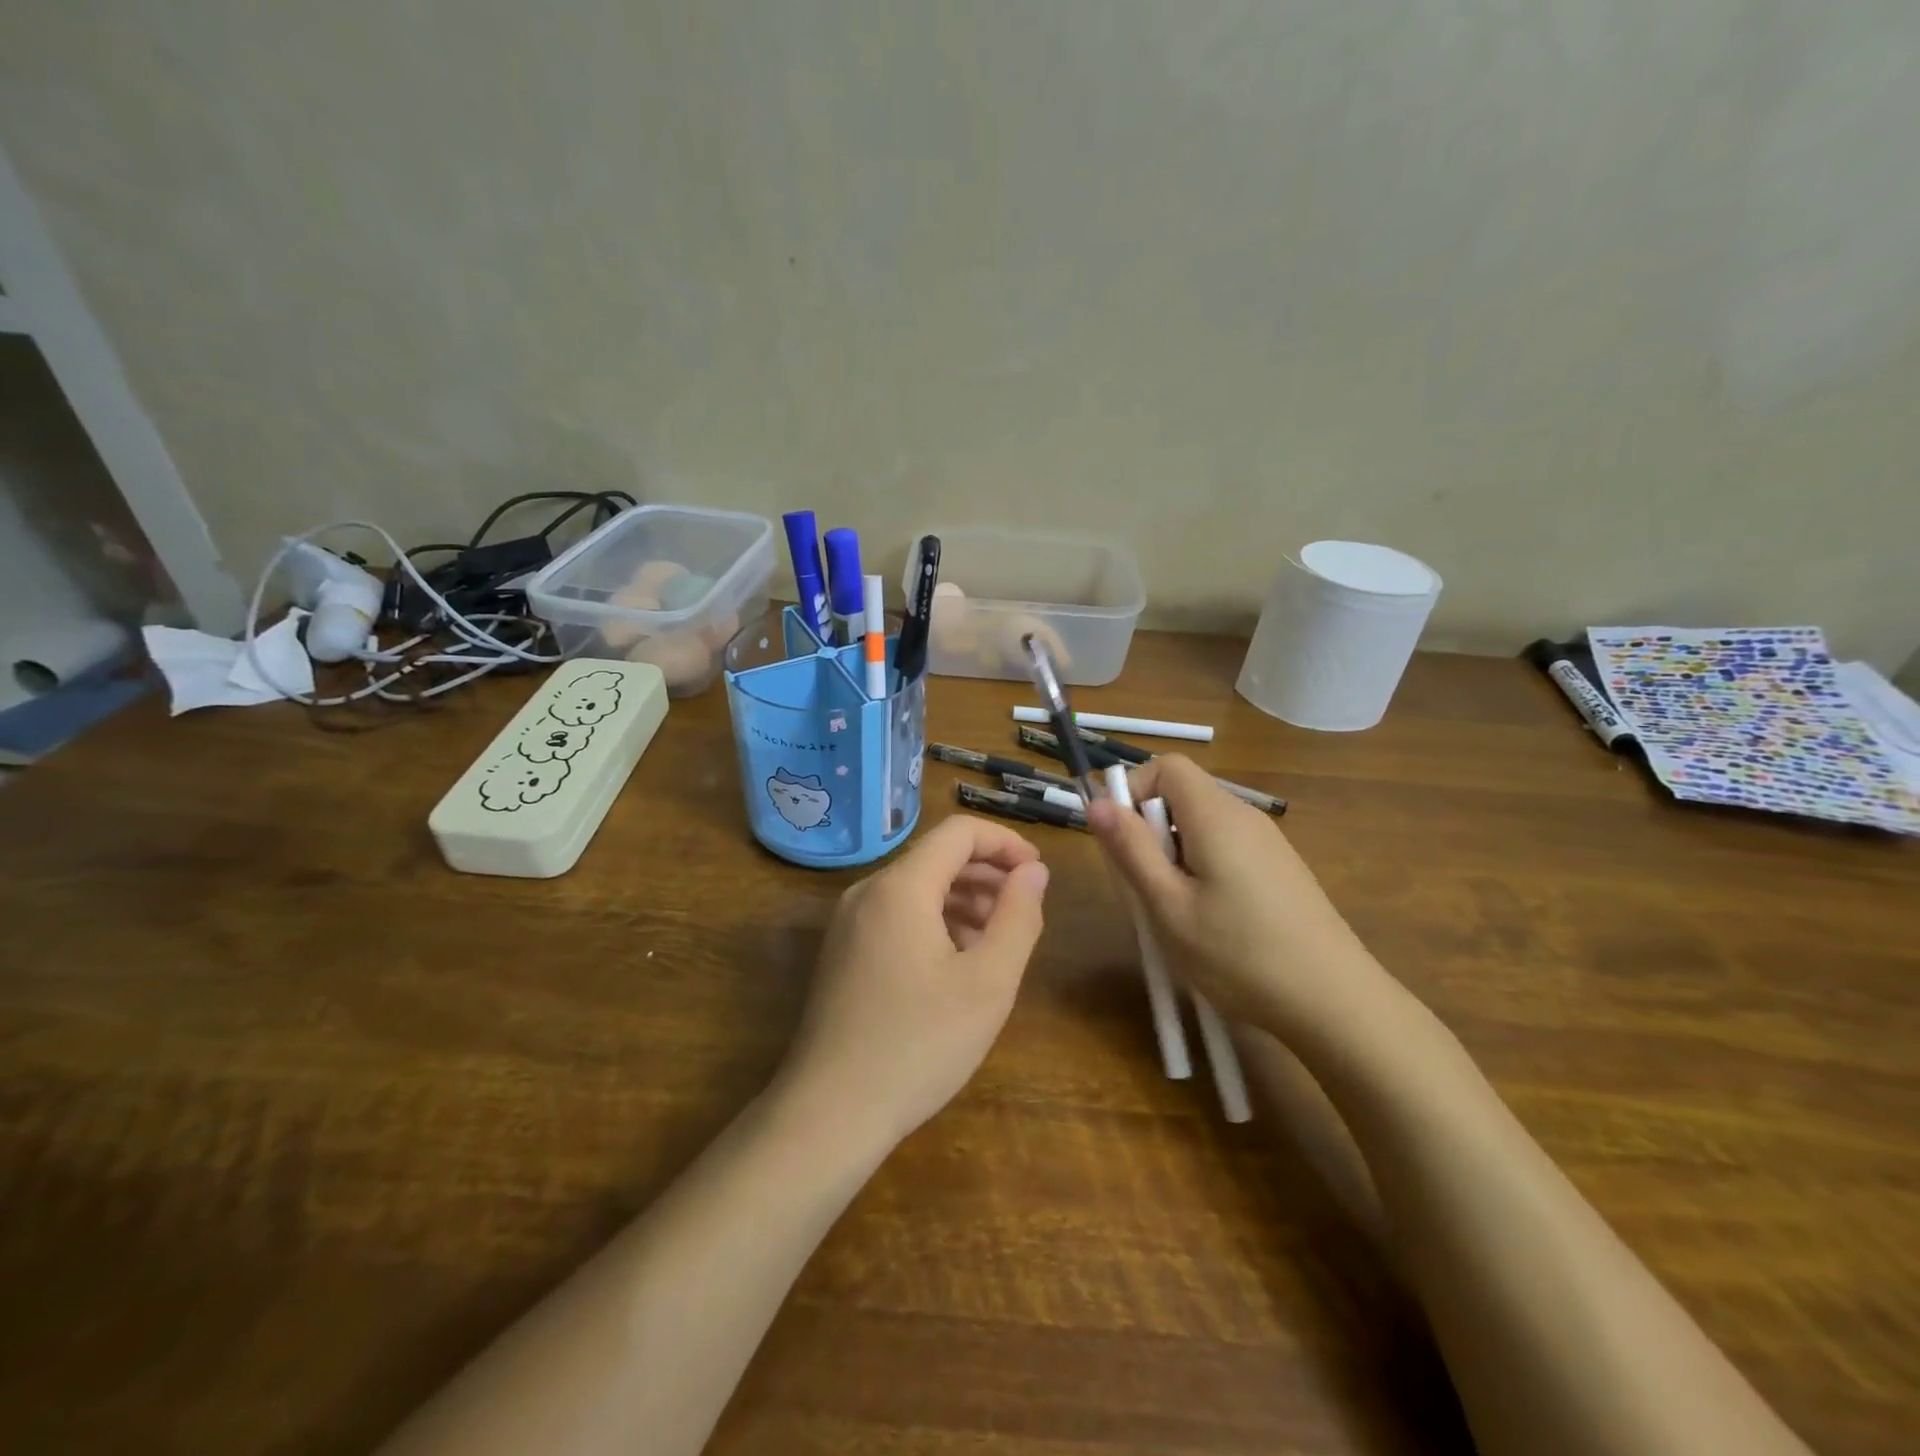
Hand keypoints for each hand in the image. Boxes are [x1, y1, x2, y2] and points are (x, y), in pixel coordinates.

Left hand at [775, 815, 1049, 1152]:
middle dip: (987, 873)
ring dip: (963, 899)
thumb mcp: (988, 982)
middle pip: (936, 857)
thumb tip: (1033, 871)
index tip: (1038, 874)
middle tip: (1024, 909)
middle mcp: (868, 891)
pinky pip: (896, 916)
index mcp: (901, 887)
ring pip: (916, 888)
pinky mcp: (842, 952)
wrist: (830, 1113)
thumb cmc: (919, 1045)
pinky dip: (934, 921)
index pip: (960, 832)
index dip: (1005, 843)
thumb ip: (1018, 916)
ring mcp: (848, 923)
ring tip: (997, 939)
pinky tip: (957, 962)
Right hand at [1088, 756, 1393, 1045]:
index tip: (1121, 841)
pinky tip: (1211, 921)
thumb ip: (1131, 849)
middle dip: (1150, 831)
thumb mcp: (1169, 906)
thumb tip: (1097, 802)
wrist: (1336, 1003)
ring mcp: (1268, 843)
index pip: (1166, 766)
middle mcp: (1245, 816)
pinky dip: (1202, 869)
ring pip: (1201, 826)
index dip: (1133, 791)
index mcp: (1216, 816)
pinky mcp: (1280, 869)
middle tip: (1145, 889)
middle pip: (1183, 795)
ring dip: (1174, 855)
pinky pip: (1226, 848)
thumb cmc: (1240, 954)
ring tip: (1175, 912)